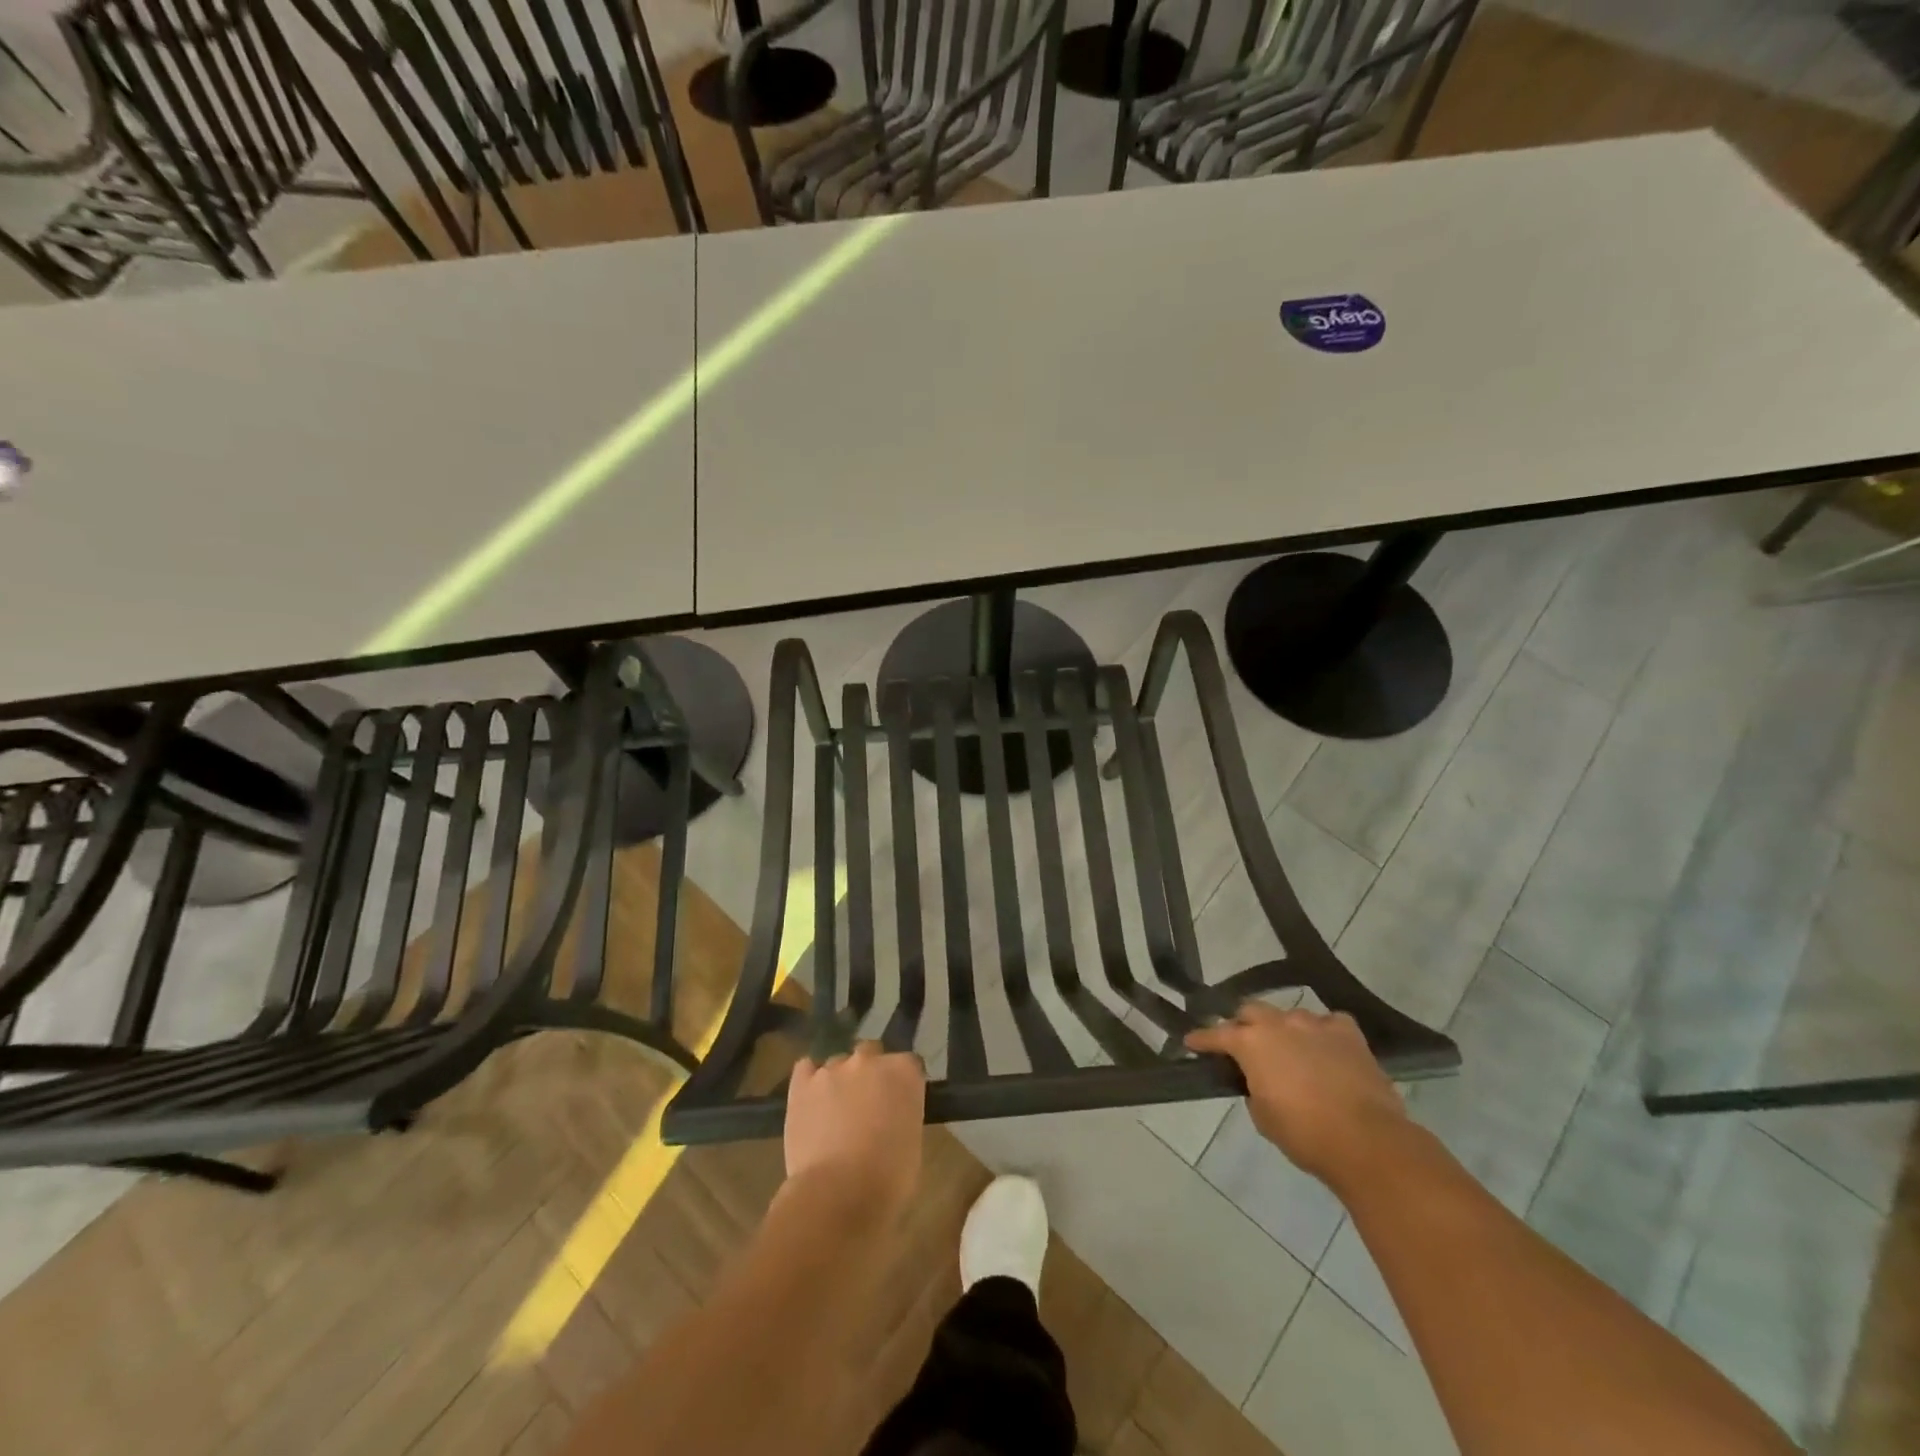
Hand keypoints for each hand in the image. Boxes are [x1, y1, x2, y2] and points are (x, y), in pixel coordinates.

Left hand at [783, 1041, 925, 1217]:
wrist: (838, 1194)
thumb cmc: (887, 1179)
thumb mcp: (913, 1142)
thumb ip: (903, 1114)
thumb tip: (891, 1115)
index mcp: (904, 1072)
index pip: (909, 1064)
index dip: (903, 1083)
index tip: (900, 1102)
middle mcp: (869, 1060)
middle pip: (871, 1053)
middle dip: (870, 1072)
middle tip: (867, 1104)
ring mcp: (833, 1068)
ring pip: (838, 1063)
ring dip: (840, 1080)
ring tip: (834, 1111)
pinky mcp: (802, 1083)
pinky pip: (806, 1068)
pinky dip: (810, 1079)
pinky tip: (811, 1099)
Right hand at [1186, 1002, 1408, 1188]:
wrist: (1366, 1140)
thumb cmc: (1304, 1134)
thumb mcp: (1263, 1117)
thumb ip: (1254, 1090)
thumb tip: (1260, 1081)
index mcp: (1251, 1043)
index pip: (1216, 1034)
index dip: (1202, 1039)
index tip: (1191, 1041)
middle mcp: (1278, 1024)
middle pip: (1251, 1010)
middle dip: (1243, 1024)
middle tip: (1243, 1044)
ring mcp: (1315, 1024)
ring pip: (1290, 1015)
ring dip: (1284, 1029)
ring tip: (1289, 1049)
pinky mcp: (1348, 1033)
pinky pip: (1328, 1023)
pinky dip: (1322, 1033)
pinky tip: (1325, 1046)